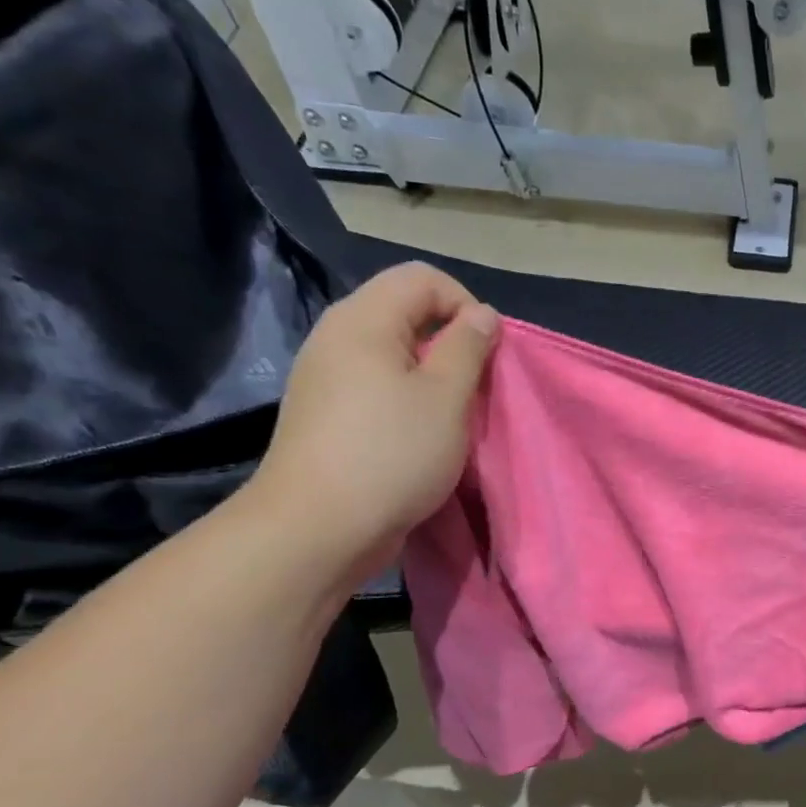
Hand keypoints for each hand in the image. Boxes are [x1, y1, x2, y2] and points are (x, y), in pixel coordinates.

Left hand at [244, 262, 498, 585]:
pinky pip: (376, 385)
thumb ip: (468, 348)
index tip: (488, 353)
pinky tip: (419, 435)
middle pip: (405, 311)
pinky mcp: (326, 413)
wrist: (317, 528)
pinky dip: (407, 397)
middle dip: (451, 341)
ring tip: (451, 414)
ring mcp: (325, 377)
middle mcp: (337, 337)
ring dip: (432, 374)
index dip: (465, 305)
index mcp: (363, 320)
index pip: (422, 278)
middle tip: (474, 386)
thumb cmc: (391, 454)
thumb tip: (482, 314)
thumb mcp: (446, 397)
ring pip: (393, 352)